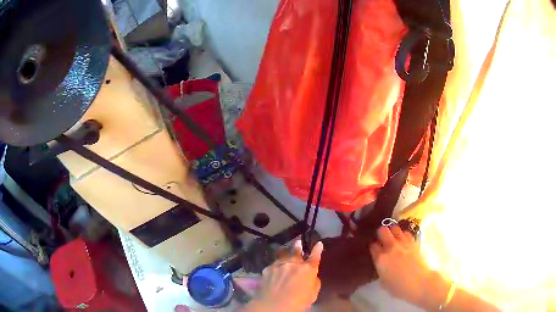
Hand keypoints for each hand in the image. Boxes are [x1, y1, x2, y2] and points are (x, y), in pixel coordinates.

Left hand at [244, 240, 322, 311]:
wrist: (274, 305)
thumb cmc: (298, 302)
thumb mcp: (313, 294)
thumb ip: (314, 282)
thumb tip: (311, 276)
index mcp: (308, 269)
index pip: (315, 256)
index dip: (317, 249)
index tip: (319, 244)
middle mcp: (294, 263)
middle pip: (296, 251)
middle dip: (298, 246)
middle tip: (298, 242)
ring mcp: (279, 265)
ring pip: (283, 254)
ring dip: (285, 252)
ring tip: (285, 250)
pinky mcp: (267, 269)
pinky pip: (273, 264)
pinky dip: (276, 265)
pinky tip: (274, 268)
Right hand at [370, 226, 449, 309]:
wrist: (419, 282)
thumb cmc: (400, 287)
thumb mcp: (384, 282)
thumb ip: (381, 270)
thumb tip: (381, 266)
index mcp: (381, 259)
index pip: (372, 245)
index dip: (373, 247)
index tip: (374, 249)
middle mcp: (390, 248)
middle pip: (382, 230)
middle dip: (381, 233)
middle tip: (382, 239)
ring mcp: (402, 243)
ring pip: (395, 228)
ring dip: (392, 232)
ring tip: (393, 237)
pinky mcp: (413, 242)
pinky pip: (406, 233)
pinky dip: (403, 234)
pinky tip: (403, 240)